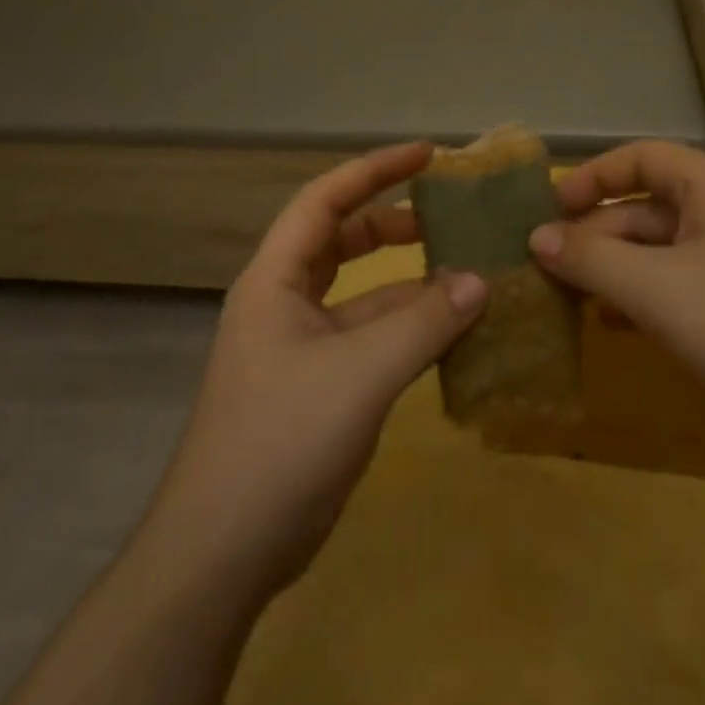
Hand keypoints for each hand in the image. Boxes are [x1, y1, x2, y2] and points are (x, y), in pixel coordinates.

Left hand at [144, 143, 486, 606]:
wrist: (224, 550)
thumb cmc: (281, 440)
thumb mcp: (360, 373)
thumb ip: (424, 323)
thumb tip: (480, 280)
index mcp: (276, 279)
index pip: (325, 200)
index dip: (374, 170)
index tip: (427, 154)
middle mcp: (285, 302)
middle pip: (342, 240)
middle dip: (393, 222)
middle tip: (449, 215)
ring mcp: (302, 347)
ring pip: (362, 294)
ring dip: (409, 283)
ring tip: (468, 274)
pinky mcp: (321, 387)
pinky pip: (372, 338)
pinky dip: (410, 329)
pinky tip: (454, 334)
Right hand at [528, 140, 704, 451]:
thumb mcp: (658, 290)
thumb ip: (591, 259)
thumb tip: (536, 238)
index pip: (642, 158)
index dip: (592, 177)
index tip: (548, 210)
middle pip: (647, 208)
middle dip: (596, 234)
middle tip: (545, 268)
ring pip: (662, 251)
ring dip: (615, 270)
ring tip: (568, 299)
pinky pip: (682, 287)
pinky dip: (644, 299)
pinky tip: (616, 326)